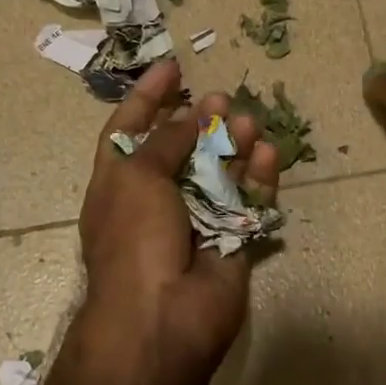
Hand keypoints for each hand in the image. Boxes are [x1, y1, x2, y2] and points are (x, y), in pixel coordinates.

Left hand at [77, 59, 280, 384]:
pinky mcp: (231, 240)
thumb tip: (192, 117)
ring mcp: (195, 222)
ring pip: (219, 174)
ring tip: (250, 122)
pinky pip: (248, 203)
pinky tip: (267, 154)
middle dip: (200, 122)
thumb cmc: (135, 239)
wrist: (162, 317)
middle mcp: (154, 201)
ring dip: (233, 145)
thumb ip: (167, 141)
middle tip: (222, 98)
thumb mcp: (137, 176)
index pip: (129, 130)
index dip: (147, 97)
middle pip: (180, 150)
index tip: (173, 67)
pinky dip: (258, 179)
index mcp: (118, 185)